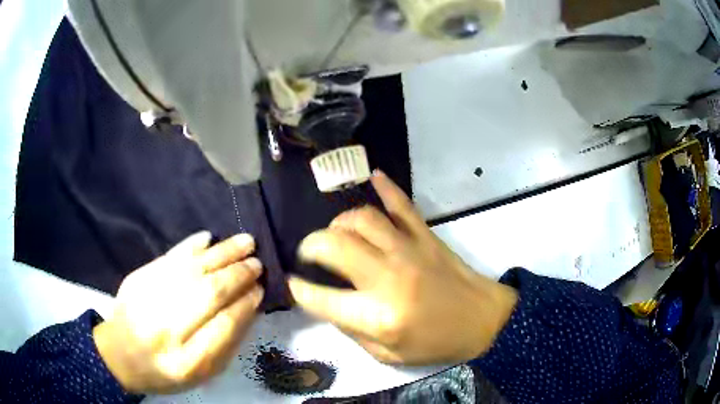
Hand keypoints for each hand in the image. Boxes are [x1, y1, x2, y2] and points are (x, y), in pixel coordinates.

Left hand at [93, 232, 263, 393]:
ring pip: (191, 271)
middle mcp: (166, 330)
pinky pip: (168, 258)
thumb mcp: (201, 373)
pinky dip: (190, 246)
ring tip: (245, 243)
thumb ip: (225, 344)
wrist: (120, 354)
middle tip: (256, 264)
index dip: (245, 305)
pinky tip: (208, 238)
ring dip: (221, 254)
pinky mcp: (137, 279)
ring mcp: (148, 300)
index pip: (223, 327)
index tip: (260, 290)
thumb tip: (247, 307)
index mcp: (187, 363)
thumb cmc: (166, 370)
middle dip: (237, 276)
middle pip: (208, 295)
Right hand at [288, 171, 517, 365]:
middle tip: (309, 254)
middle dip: (310, 246)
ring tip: (337, 235)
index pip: (321, 297)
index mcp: (378, 316)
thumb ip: (352, 331)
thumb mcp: (388, 355)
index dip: (298, 289)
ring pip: (362, 218)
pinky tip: (373, 176)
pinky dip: (386, 187)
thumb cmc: (436, 344)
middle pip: (334, 245)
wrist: (483, 321)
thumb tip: (326, 304)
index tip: (291, 282)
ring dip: (340, 223)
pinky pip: (402, 204)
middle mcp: (388, 277)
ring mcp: (409, 249)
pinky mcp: (426, 235)